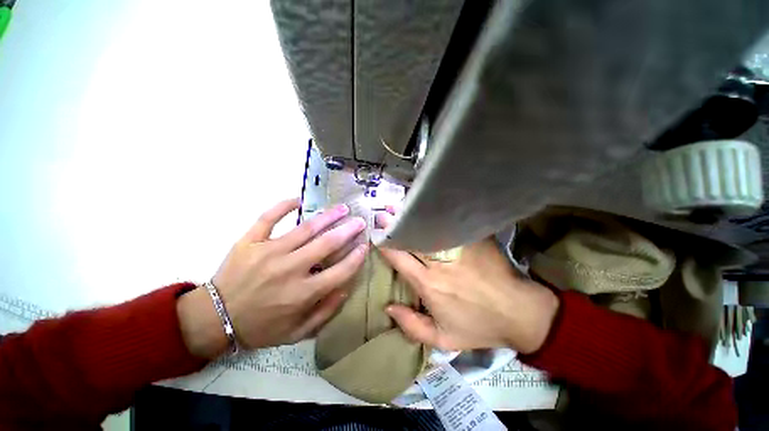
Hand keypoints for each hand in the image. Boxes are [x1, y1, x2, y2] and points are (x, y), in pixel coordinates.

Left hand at [178, 198, 367, 357]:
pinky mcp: (249, 241)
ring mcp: (268, 252)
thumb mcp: (297, 332)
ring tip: (342, 208)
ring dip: (327, 216)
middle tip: (360, 221)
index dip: (356, 257)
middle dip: (348, 230)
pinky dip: (284, 206)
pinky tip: (299, 200)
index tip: (365, 246)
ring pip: (305, 228)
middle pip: (326, 244)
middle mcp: (289, 270)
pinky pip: (269, 218)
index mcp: (302, 294)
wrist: (214, 319)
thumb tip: (346, 289)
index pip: (339, 271)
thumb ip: (325, 312)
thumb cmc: (260, 327)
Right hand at [376, 212, 558, 353]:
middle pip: (411, 237)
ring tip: (402, 205)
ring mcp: (458, 247)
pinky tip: (431, 208)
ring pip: (429, 227)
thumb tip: (389, 307)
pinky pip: (451, 224)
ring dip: (414, 216)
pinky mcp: (474, 239)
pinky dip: (438, 216)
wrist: (520, 313)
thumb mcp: (444, 339)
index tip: (377, 234)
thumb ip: (412, 327)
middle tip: (384, 212)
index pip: (398, 257)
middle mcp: (439, 262)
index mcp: (428, 283)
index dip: (385, 244)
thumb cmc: (480, 327)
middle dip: (395, 224)